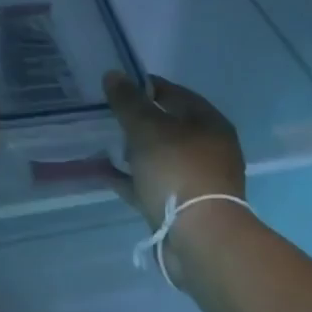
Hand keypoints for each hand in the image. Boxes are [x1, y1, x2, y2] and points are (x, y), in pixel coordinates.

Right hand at [102, 72, 247, 242]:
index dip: (144, 87)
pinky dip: (129, 178)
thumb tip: (113, 74)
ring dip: (132, 151)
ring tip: (102, 142)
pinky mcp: (181, 206)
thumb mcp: (148, 129)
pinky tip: (103, 173)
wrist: (199, 237)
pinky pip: (150, 184)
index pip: (174, 93)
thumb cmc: (178, 171)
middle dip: (137, 121)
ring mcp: (195, 179)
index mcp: (209, 123)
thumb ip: (128, 102)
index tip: (115, 87)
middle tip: (105, 115)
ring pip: (158, 157)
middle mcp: (208, 148)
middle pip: (167, 126)